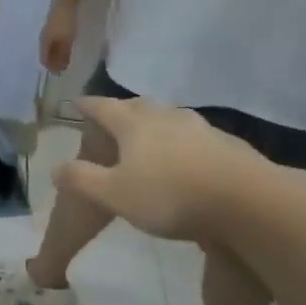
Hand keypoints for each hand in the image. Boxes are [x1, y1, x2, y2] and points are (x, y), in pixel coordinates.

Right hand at [40, 0, 78, 73]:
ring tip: (65, 58)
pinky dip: (57, 46)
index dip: (50, 67)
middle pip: (46, 53)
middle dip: (53, 61)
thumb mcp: (67, 41)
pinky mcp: (52, 25)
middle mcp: (43, 37)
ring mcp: (47, 30)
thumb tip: (59, 68)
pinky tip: (64, 46)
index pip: (44, 59)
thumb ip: (63, 55)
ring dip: (55, 54)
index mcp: (44, 41)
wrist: (66, 2)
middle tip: (63, 67)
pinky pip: (53, 40)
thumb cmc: (66, 23)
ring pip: (49, 46)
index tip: (59, 72)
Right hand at [54, 96, 261, 241]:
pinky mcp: (229, 145)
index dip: (87, 105)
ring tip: (149, 139)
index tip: (77, 102)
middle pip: (138, 106)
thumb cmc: (171, 195)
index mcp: (133, 124)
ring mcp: (201, 128)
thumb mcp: (115, 194)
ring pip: (170, 119)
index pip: (102, 106)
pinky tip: (187, 160)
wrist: (250, 202)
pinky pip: (196, 137)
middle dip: (122, 111)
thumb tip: (55, 168)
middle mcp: (165, 117)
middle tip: (112, 120)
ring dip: (155, 125)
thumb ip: (81, 179)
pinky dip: (183, 143)